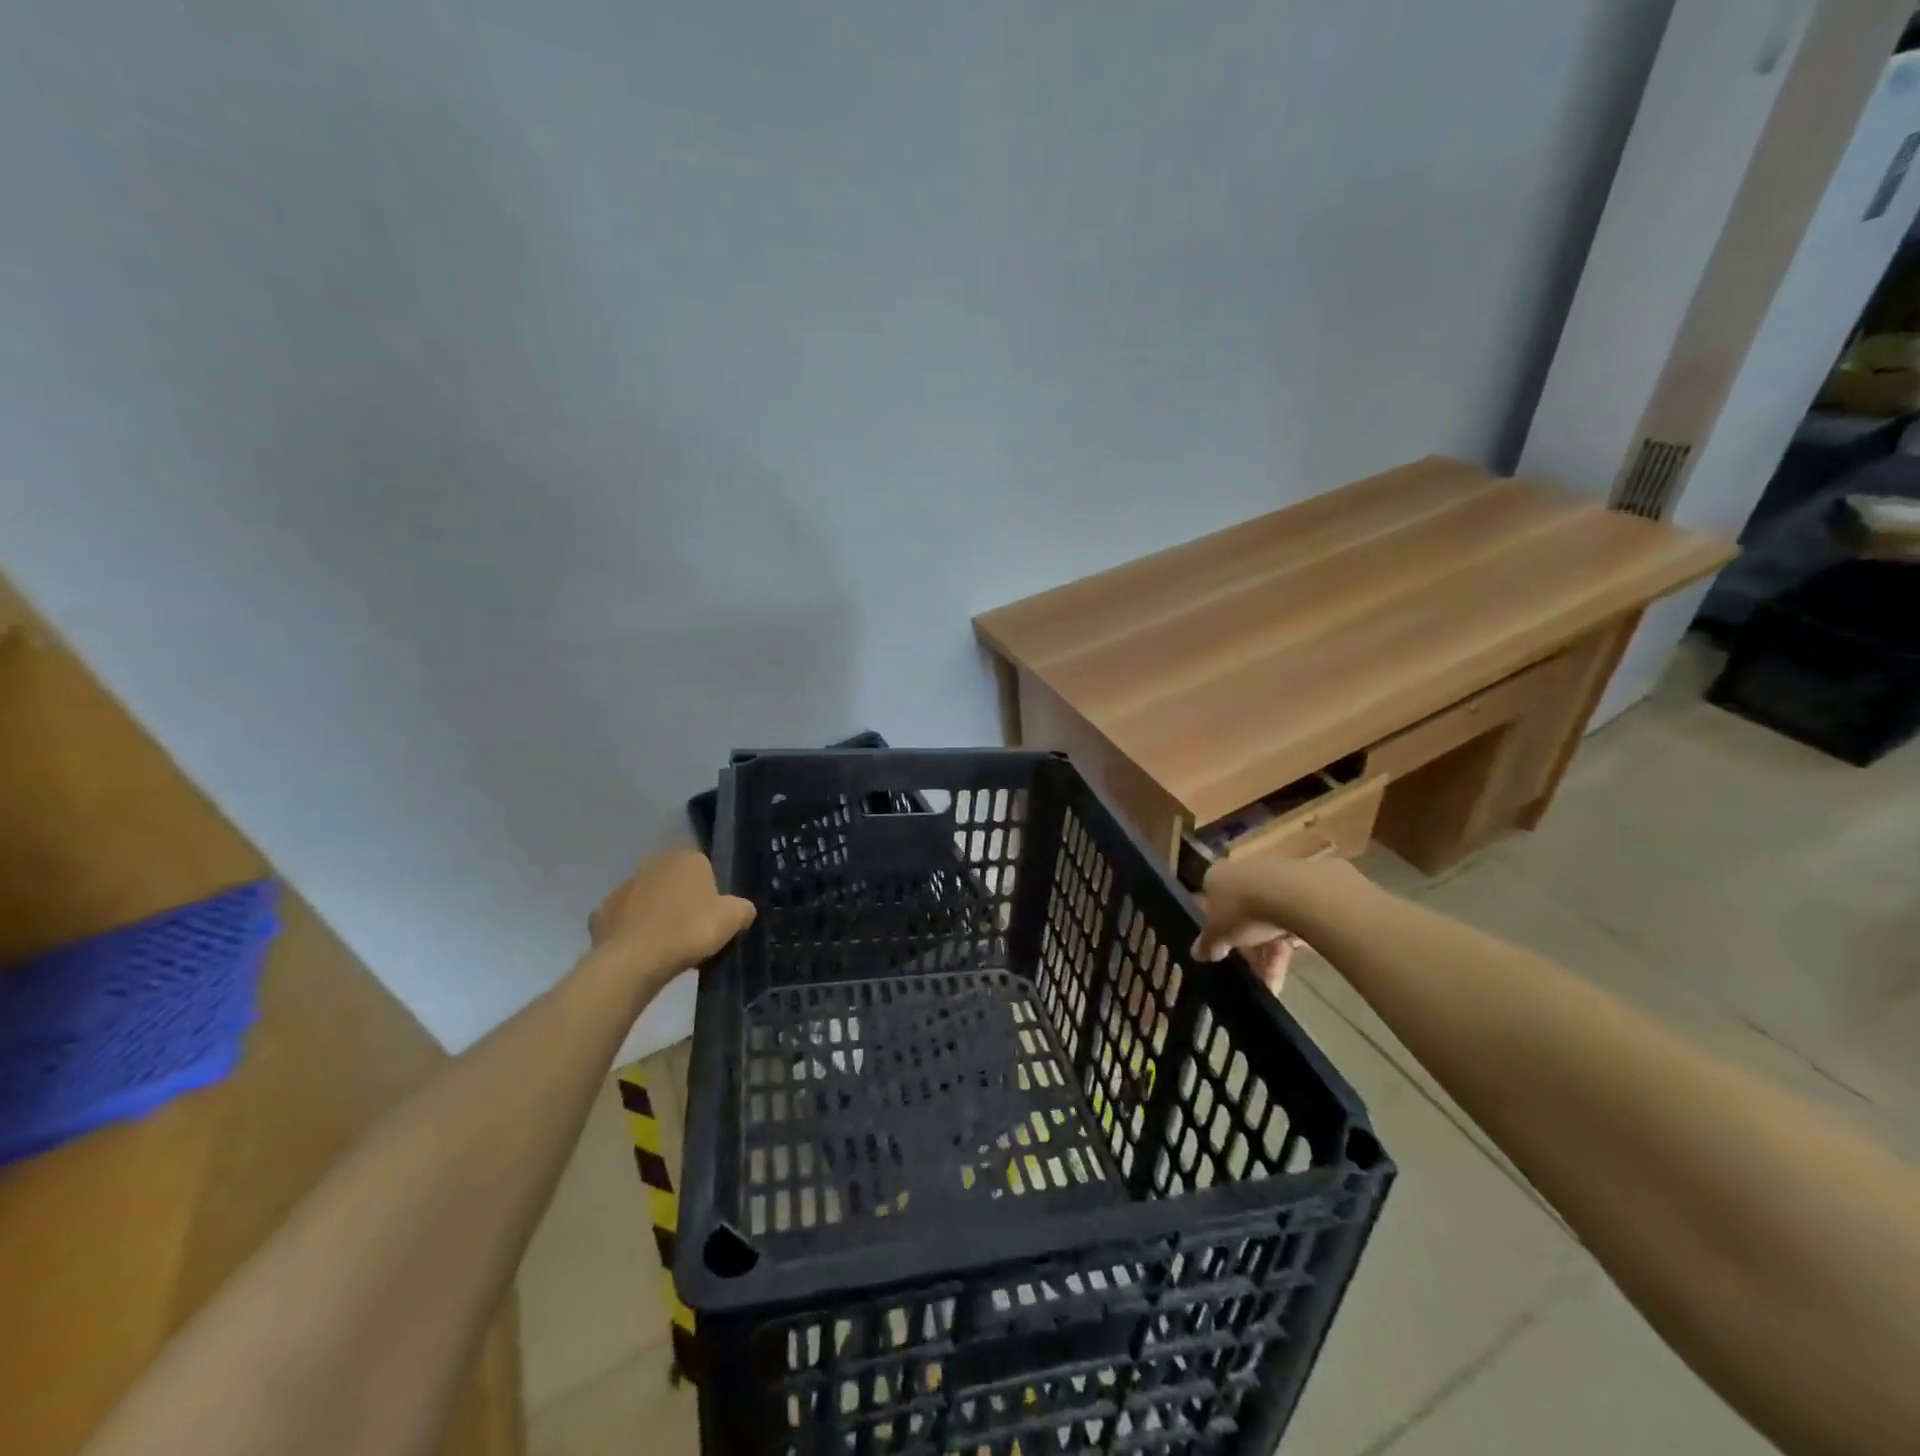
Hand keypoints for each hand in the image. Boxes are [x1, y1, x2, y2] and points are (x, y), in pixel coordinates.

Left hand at [590, 849, 755, 983]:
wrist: (634, 961)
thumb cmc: (690, 930)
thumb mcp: (734, 919)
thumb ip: (743, 909)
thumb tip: (742, 910)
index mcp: (687, 858)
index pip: (706, 870)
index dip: (712, 895)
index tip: (714, 919)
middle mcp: (653, 863)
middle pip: (676, 883)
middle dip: (683, 902)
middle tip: (693, 933)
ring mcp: (624, 887)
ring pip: (649, 900)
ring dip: (657, 916)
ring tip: (668, 947)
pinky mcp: (601, 912)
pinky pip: (626, 921)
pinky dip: (633, 933)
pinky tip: (643, 952)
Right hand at [1193, 853, 1363, 991]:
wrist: (1291, 893)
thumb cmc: (1241, 909)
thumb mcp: (1217, 933)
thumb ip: (1207, 944)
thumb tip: (1196, 954)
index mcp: (1215, 876)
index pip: (1210, 902)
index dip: (1215, 929)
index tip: (1222, 952)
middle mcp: (1241, 871)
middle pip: (1240, 913)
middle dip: (1246, 948)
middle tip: (1251, 973)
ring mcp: (1272, 878)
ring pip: (1266, 919)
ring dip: (1268, 954)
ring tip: (1273, 985)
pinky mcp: (1299, 888)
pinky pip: (1287, 920)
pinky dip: (1285, 944)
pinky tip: (1287, 969)